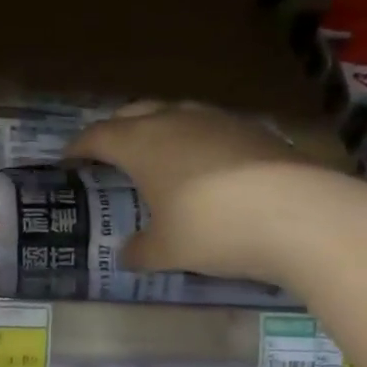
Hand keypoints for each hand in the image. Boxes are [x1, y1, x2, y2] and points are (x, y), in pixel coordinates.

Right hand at [66, 101, 316, 285]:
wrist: (298, 214)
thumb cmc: (212, 229)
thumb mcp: (167, 250)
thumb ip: (141, 251)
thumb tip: (127, 254)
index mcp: (142, 144)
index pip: (98, 135)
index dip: (79, 146)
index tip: (68, 158)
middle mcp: (175, 121)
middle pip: (134, 112)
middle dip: (116, 129)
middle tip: (109, 151)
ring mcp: (217, 121)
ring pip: (175, 114)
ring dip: (158, 129)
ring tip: (157, 155)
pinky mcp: (253, 130)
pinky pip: (209, 128)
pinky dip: (195, 142)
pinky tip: (205, 167)